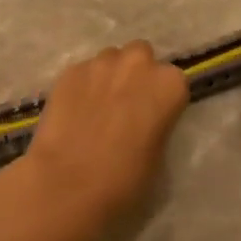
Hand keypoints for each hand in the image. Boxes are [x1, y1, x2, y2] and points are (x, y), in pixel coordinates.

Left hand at [21, 40, 189, 235]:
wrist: (67, 184)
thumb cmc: (124, 179)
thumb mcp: (158, 154)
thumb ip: (157, 123)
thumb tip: (145, 120)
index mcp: (169, 84)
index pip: (173, 81)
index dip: (161, 98)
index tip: (152, 116)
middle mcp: (137, 63)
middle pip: (141, 56)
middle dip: (135, 74)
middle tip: (125, 104)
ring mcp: (100, 63)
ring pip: (110, 59)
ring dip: (108, 76)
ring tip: (96, 107)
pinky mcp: (69, 71)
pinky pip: (83, 72)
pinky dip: (82, 86)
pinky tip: (74, 111)